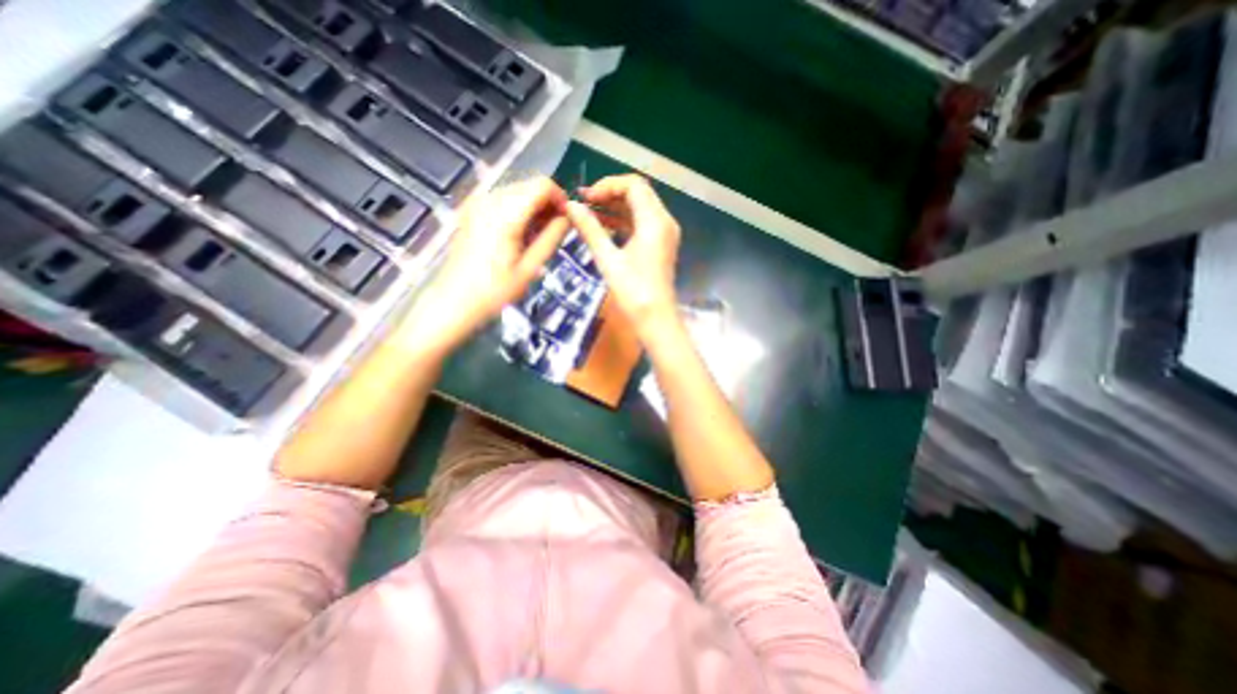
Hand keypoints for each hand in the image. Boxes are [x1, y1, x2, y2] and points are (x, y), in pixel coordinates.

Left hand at [402, 175, 570, 355]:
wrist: (453, 302)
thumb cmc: (494, 291)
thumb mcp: (530, 268)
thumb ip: (551, 238)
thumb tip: (569, 218)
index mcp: (506, 213)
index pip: (542, 185)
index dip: (561, 199)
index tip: (568, 220)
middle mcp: (489, 199)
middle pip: (529, 185)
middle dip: (548, 204)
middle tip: (555, 232)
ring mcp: (477, 203)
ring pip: (517, 191)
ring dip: (534, 208)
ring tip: (537, 237)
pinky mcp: (471, 210)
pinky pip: (503, 200)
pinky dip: (518, 211)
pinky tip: (519, 235)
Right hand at [565, 173, 680, 338]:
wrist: (656, 320)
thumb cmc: (633, 292)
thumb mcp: (608, 259)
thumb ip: (590, 229)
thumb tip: (571, 206)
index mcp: (655, 221)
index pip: (634, 185)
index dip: (607, 185)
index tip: (586, 197)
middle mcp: (664, 222)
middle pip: (639, 193)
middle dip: (611, 194)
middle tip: (585, 203)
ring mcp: (665, 234)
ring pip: (640, 208)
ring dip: (616, 207)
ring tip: (590, 213)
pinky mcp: (661, 245)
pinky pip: (642, 223)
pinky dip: (624, 221)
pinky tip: (604, 227)